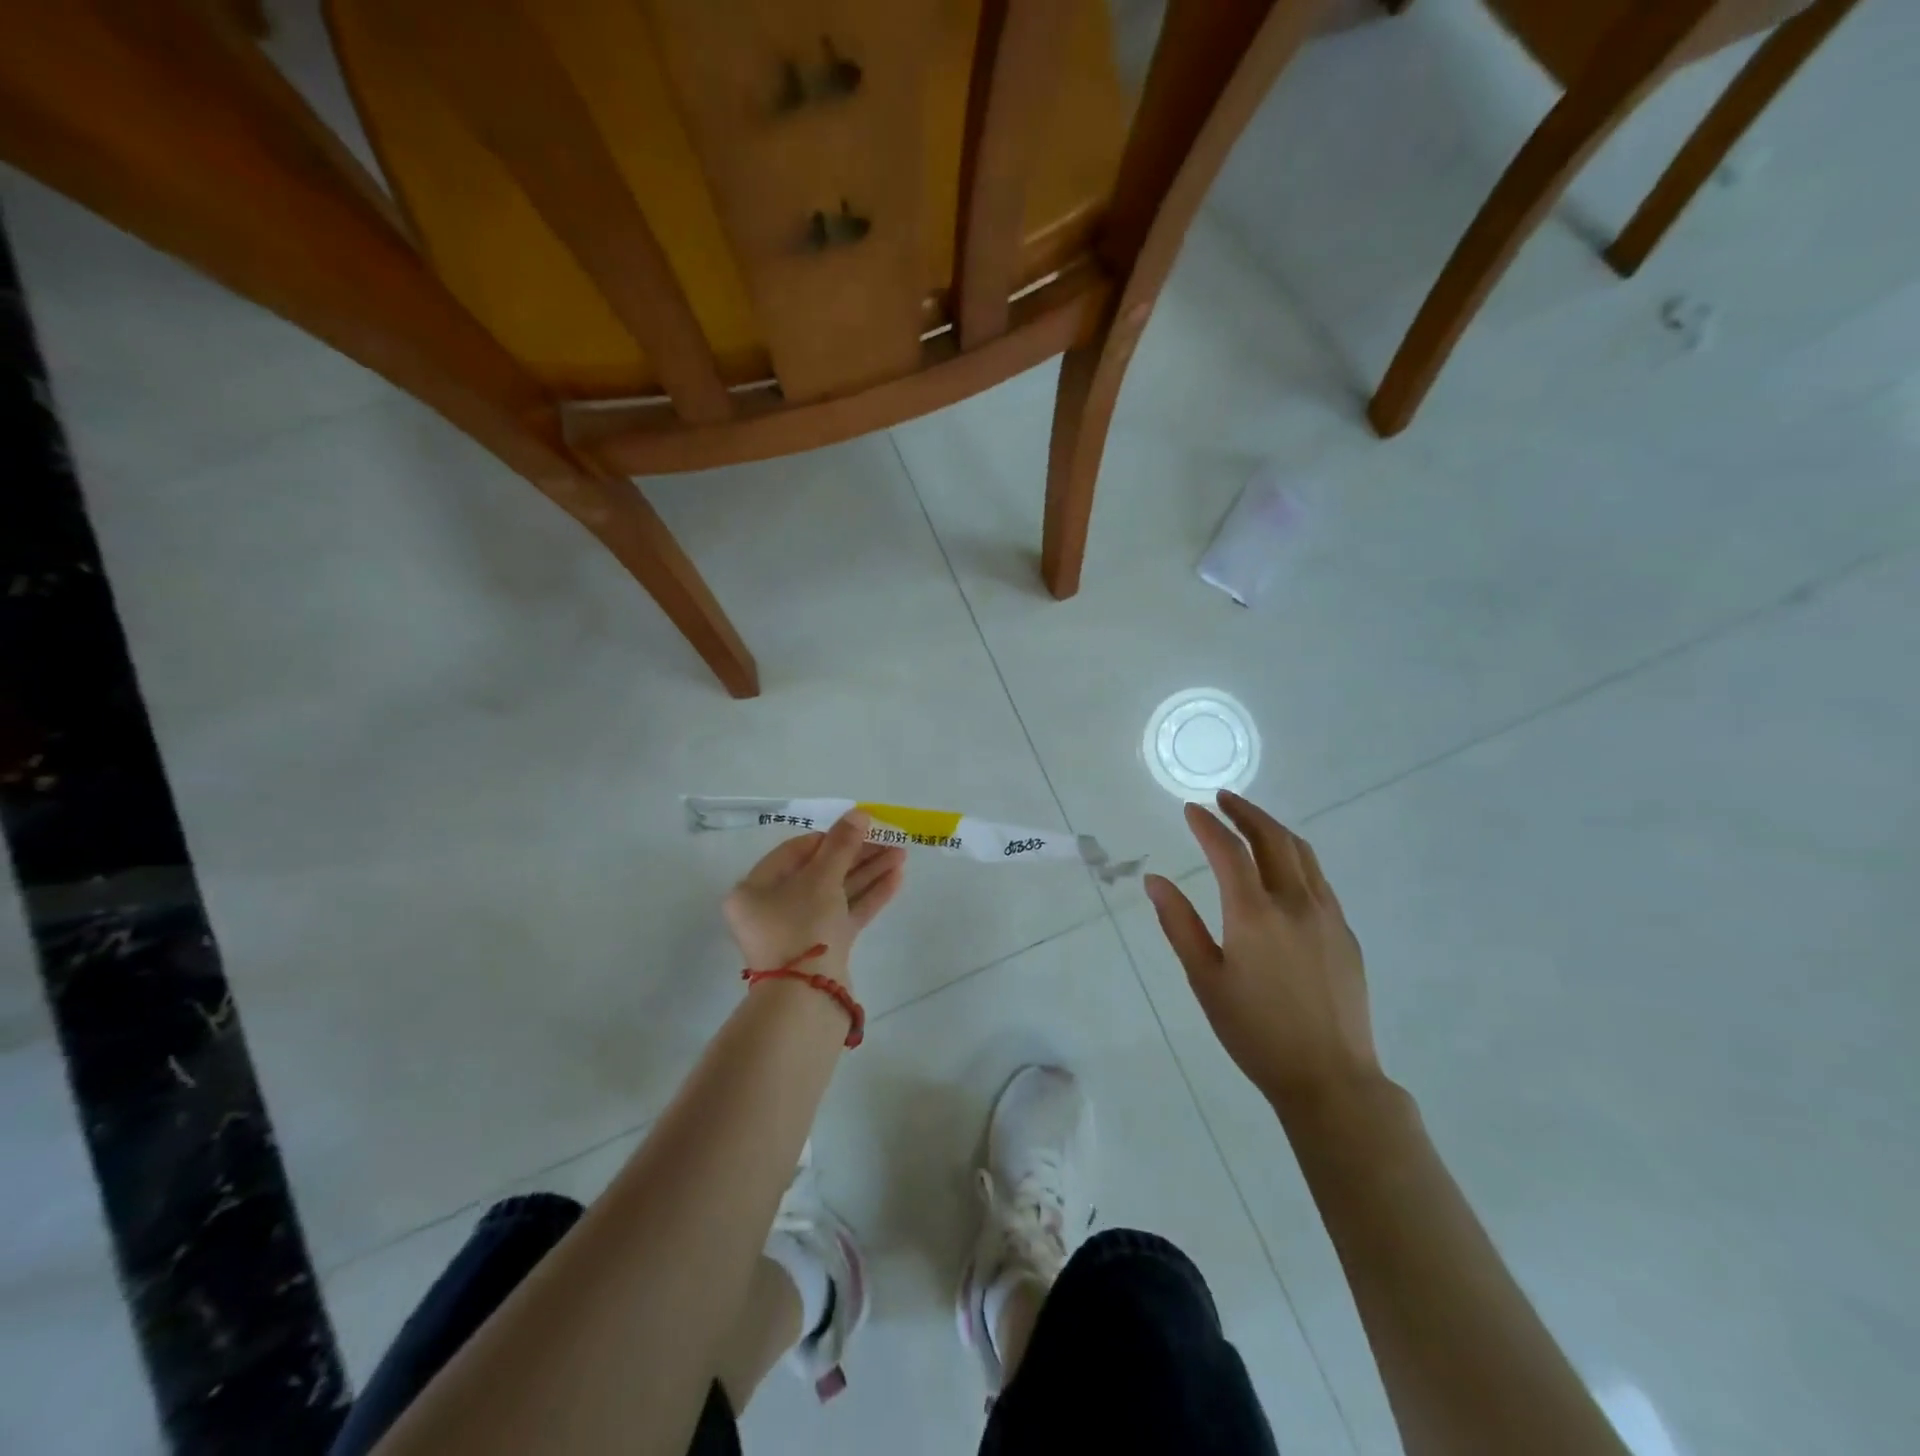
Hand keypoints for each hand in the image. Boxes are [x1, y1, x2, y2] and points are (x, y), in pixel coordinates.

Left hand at [724, 810, 906, 985]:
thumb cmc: (802, 927)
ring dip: (868, 873)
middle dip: (857, 856)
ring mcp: (799, 931)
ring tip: (901, 855)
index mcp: (755, 890)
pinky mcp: (823, 949)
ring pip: (837, 893)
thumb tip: (859, 813)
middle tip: (889, 841)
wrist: (807, 999)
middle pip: (820, 872)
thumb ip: (842, 844)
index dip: (830, 837)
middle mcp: (773, 909)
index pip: (795, 852)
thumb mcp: (822, 879)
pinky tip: (895, 879)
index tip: (859, 829)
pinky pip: (845, 914)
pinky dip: (868, 897)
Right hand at [1145, 790, 1380, 1109]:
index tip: (1190, 809)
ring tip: (1250, 821)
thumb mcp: (1204, 979)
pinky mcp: (1345, 933)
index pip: (1228, 850)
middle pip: (1272, 838)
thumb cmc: (1255, 1032)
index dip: (1207, 824)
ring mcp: (1327, 916)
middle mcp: (1295, 903)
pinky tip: (1282, 868)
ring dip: (1273, 829)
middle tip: (1222, 799)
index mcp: (1255, 913)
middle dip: (1245, 812)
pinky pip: (1318, 879)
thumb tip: (1155, 880)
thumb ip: (1179, 924)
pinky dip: (1295, 857)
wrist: (1330, 1078)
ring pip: (1302, 853)